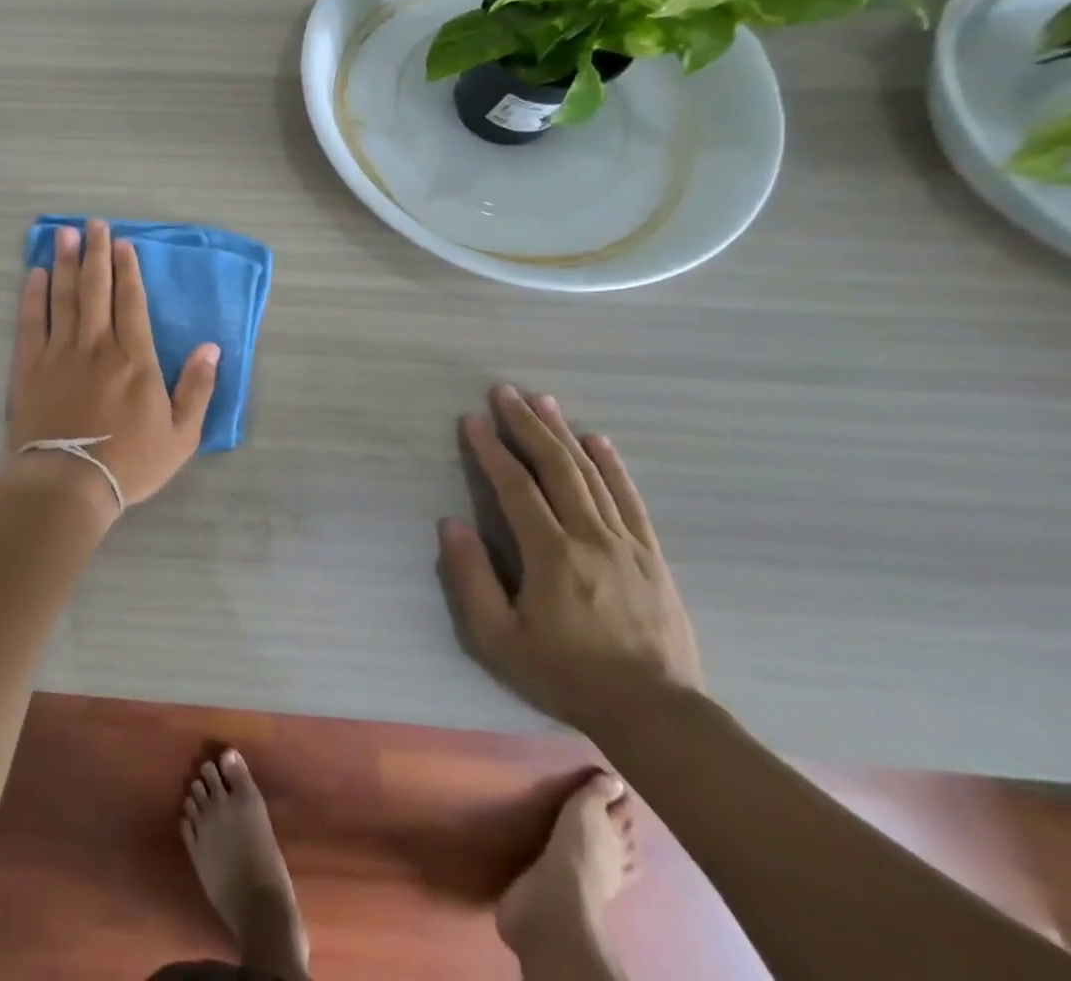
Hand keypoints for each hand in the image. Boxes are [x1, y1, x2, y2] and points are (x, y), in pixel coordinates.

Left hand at [7, 220, 220, 513]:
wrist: (68, 484)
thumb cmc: (129, 463)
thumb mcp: (181, 435)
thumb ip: (198, 388)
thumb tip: (212, 347)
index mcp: (134, 357)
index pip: (131, 301)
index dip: (127, 270)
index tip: (123, 244)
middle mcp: (96, 345)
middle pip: (96, 288)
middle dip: (95, 253)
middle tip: (92, 224)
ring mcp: (59, 352)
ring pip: (63, 297)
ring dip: (64, 263)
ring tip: (64, 234)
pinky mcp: (29, 366)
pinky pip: (31, 321)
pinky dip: (32, 295)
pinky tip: (34, 274)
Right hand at [437, 385, 702, 738]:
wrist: (656, 715)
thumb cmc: (565, 675)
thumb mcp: (498, 639)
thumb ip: (471, 578)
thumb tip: (451, 524)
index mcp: (551, 555)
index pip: (516, 487)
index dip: (492, 449)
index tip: (472, 419)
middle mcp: (591, 537)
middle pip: (557, 467)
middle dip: (527, 425)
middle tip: (505, 392)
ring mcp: (627, 543)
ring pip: (592, 474)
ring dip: (564, 433)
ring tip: (543, 401)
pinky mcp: (651, 555)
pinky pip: (629, 498)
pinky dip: (612, 465)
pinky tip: (598, 441)